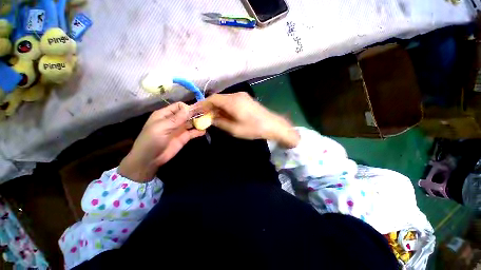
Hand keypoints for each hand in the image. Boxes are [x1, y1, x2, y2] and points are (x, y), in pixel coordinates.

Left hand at [118, 102, 204, 181]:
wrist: (150, 159)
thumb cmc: (152, 140)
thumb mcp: (162, 127)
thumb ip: (176, 118)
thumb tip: (189, 108)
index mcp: (165, 114)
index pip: (179, 106)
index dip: (188, 107)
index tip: (197, 111)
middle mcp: (174, 120)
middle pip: (187, 114)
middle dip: (196, 114)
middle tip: (207, 115)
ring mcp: (180, 129)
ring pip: (192, 122)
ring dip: (199, 121)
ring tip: (207, 122)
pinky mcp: (185, 137)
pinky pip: (194, 132)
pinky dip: (199, 131)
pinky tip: (204, 131)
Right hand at [193, 92, 298, 147]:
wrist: (273, 125)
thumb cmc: (253, 128)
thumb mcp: (234, 129)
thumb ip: (220, 122)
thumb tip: (210, 119)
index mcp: (232, 101)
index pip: (212, 99)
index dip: (202, 104)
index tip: (195, 110)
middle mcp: (236, 95)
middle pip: (218, 98)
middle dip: (209, 107)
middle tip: (203, 116)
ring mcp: (242, 96)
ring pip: (224, 100)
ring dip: (217, 108)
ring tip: (212, 117)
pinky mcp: (246, 99)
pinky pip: (231, 101)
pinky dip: (225, 107)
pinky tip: (223, 115)